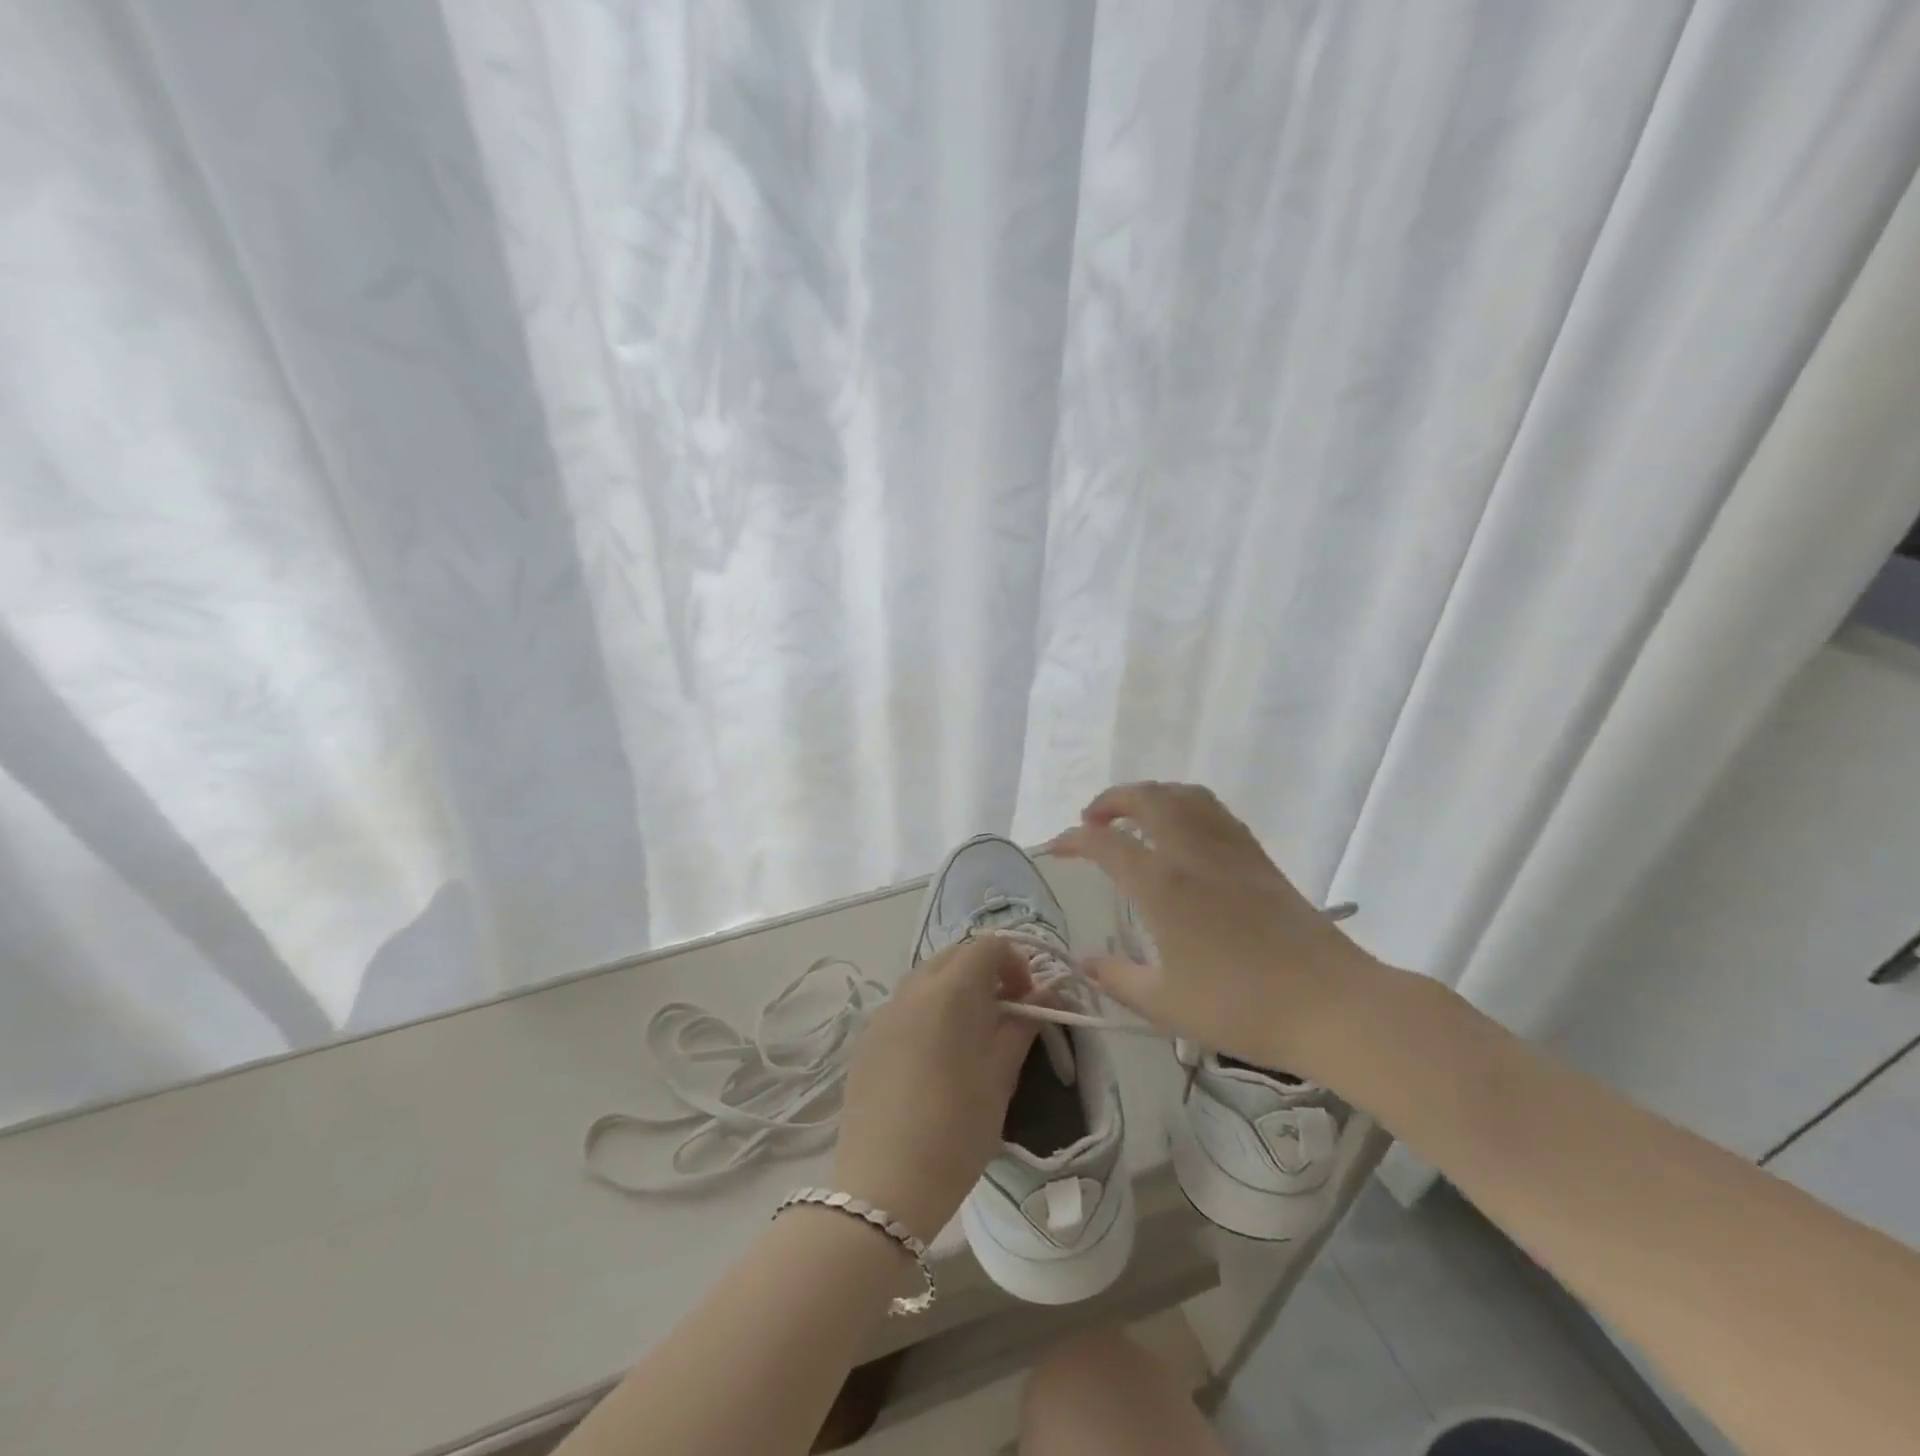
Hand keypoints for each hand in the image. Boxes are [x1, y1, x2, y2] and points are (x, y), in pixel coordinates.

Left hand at [832, 938, 1038, 1242]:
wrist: (884, 1186)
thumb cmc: (956, 1130)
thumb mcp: (1000, 1077)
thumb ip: (1022, 1026)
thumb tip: (1046, 995)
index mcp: (949, 991)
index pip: (987, 946)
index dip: (1015, 963)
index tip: (1028, 999)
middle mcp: (911, 989)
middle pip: (954, 955)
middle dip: (985, 971)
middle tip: (1006, 1012)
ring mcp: (884, 1013)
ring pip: (926, 977)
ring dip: (955, 988)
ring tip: (973, 1034)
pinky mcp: (867, 1039)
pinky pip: (905, 1006)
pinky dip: (929, 1010)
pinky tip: (937, 1056)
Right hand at [1052, 781, 1389, 1080]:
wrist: (1332, 1005)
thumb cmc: (1242, 1007)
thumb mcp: (1166, 1004)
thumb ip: (1117, 979)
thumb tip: (1085, 963)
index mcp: (1162, 885)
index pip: (1106, 844)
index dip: (1074, 839)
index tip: (1057, 848)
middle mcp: (1192, 853)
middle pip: (1146, 798)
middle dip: (1111, 800)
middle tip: (1093, 819)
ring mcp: (1230, 850)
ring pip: (1184, 795)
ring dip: (1151, 794)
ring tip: (1135, 814)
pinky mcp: (1259, 858)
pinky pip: (1214, 811)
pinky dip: (1186, 805)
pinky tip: (1184, 831)